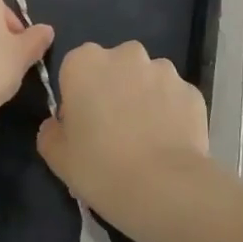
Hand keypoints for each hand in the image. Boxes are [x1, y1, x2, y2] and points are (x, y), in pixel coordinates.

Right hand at [37, 41, 210, 239]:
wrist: (164, 187)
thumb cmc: (100, 168)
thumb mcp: (58, 158)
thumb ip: (51, 132)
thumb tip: (57, 124)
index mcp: (85, 62)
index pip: (75, 68)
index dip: (78, 96)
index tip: (82, 125)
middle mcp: (126, 54)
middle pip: (114, 67)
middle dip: (114, 89)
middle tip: (113, 131)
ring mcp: (164, 69)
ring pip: (148, 79)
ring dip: (144, 98)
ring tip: (146, 139)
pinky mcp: (191, 89)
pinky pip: (174, 97)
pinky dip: (171, 113)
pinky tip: (168, 143)